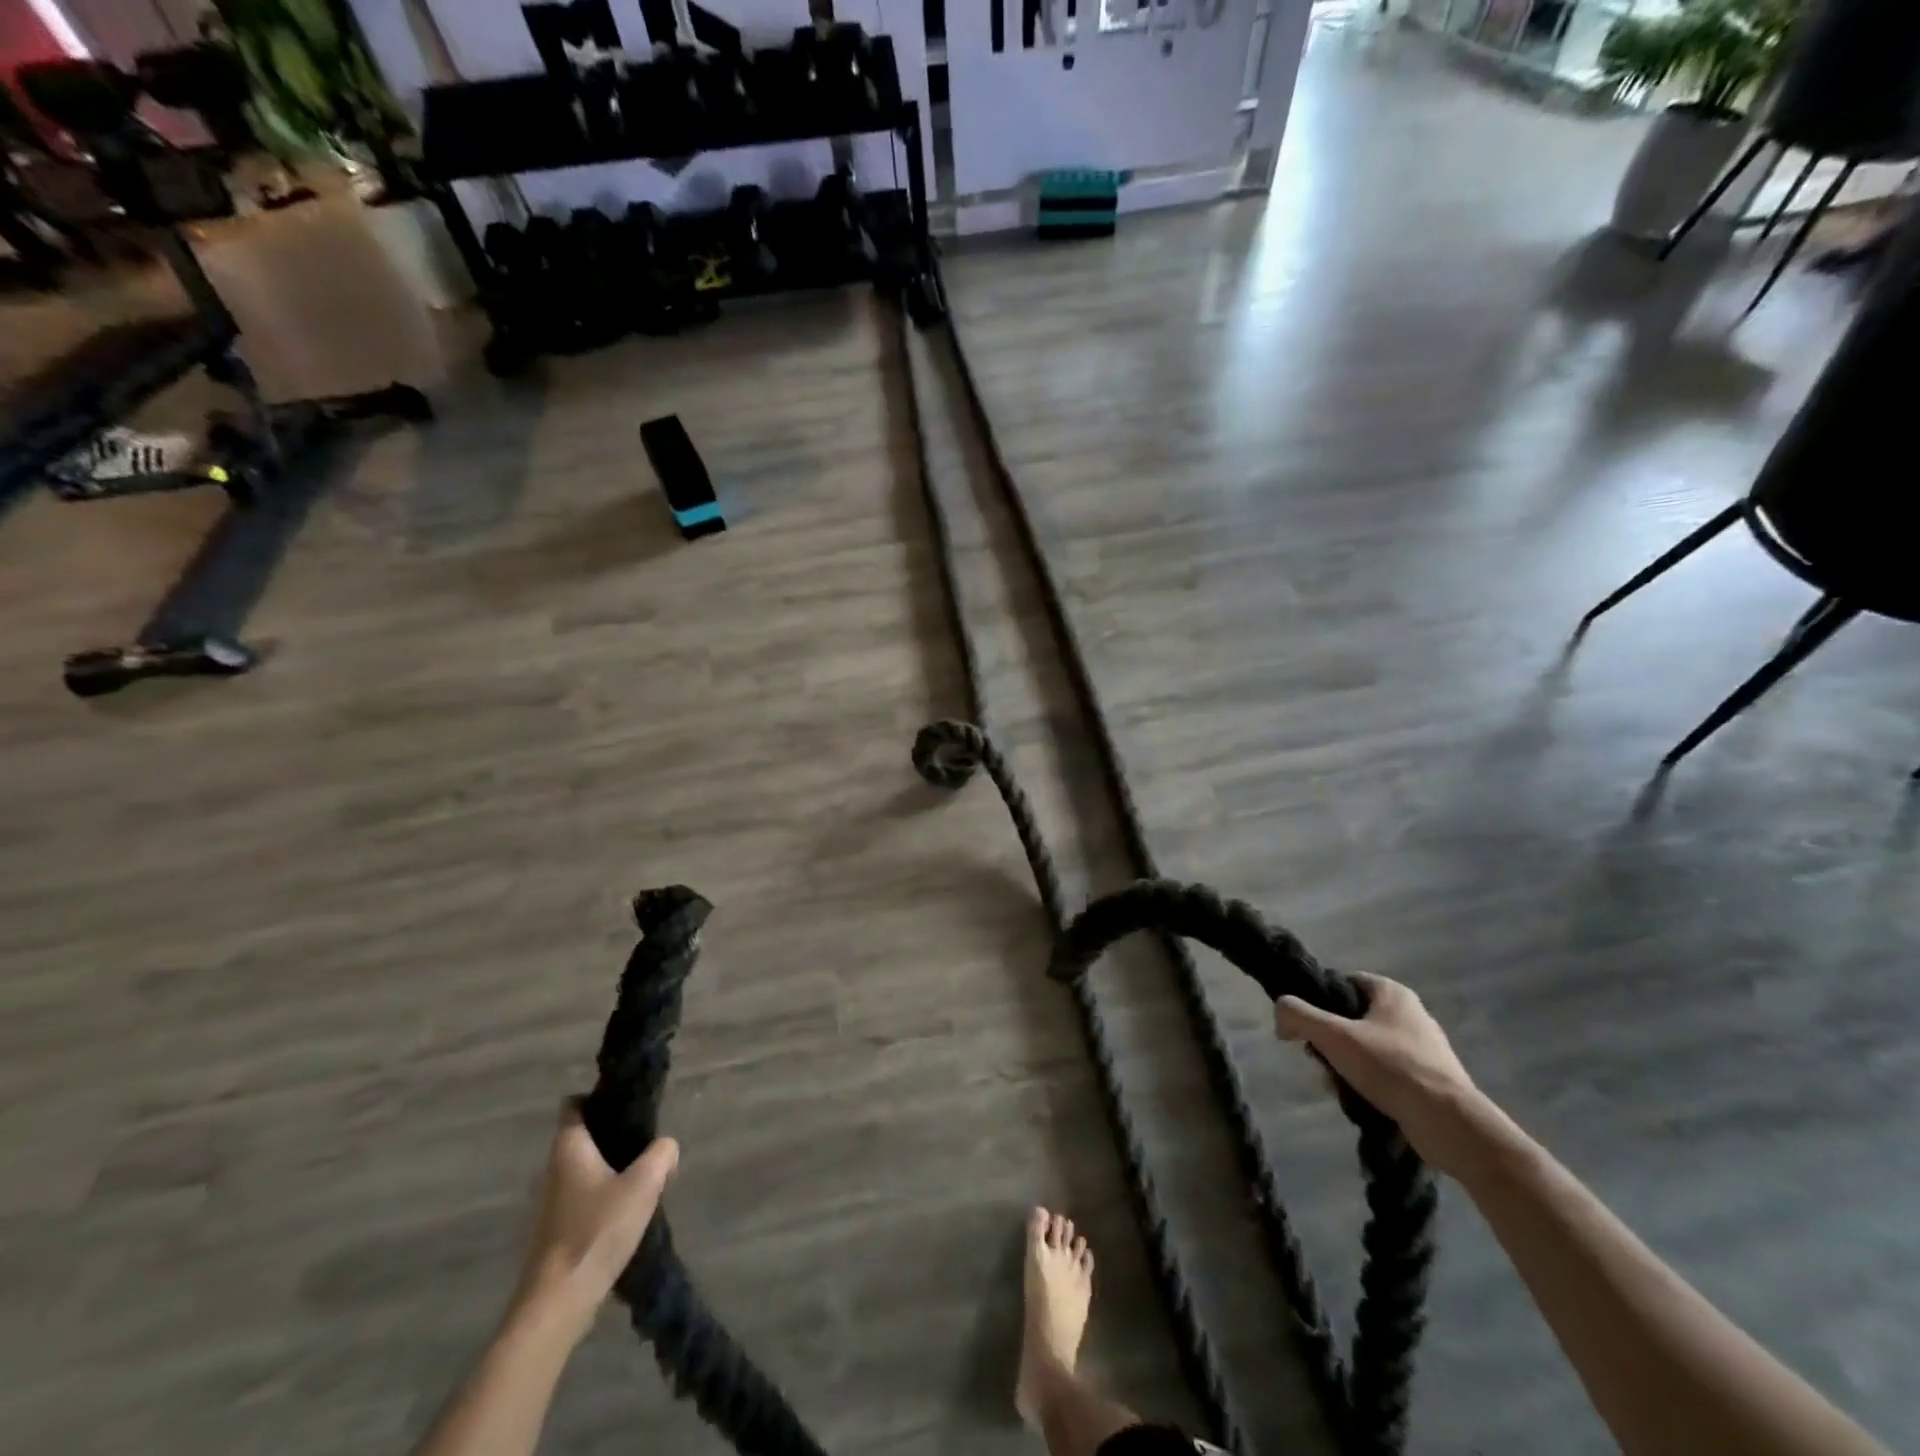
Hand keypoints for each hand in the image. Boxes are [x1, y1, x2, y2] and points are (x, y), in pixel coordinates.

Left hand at [512, 1102, 679, 1344]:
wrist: (558, 1303)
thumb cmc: (597, 1231)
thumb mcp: (644, 1184)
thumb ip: (662, 1154)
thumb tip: (666, 1148)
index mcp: (569, 1148)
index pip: (574, 1104)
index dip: (598, 1097)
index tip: (627, 1103)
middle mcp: (554, 1169)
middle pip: (583, 1136)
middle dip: (613, 1134)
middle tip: (646, 1140)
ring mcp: (551, 1203)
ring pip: (584, 1169)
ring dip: (611, 1168)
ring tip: (644, 1177)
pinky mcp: (556, 1231)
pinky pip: (583, 1197)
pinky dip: (603, 1196)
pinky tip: (627, 1212)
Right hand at [1275, 973, 1487, 1175]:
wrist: (1450, 1124)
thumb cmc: (1391, 1068)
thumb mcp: (1333, 1035)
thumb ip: (1297, 1015)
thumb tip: (1280, 1014)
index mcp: (1392, 992)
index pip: (1341, 981)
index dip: (1318, 999)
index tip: (1305, 1024)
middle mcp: (1410, 1013)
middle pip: (1350, 1017)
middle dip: (1329, 1041)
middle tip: (1320, 1059)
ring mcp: (1422, 1048)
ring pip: (1364, 1048)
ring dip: (1344, 1065)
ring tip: (1339, 1087)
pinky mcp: (1428, 1079)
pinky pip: (1384, 1073)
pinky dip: (1367, 1084)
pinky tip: (1360, 1102)